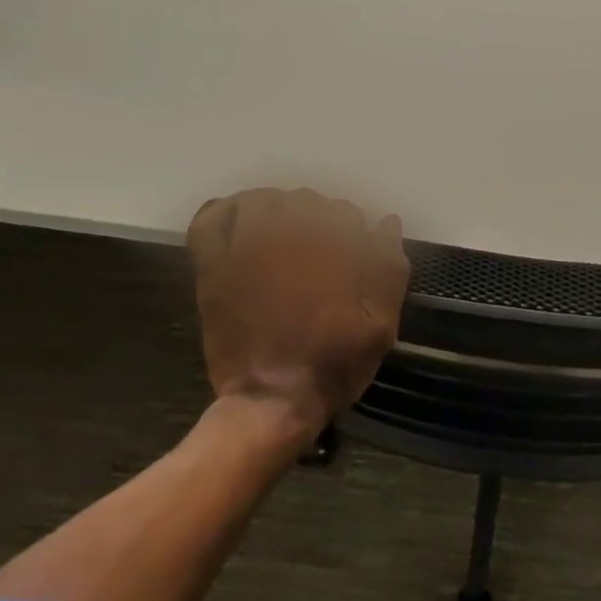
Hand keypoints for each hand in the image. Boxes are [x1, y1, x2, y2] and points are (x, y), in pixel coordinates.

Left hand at [186, 189, 409, 441]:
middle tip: (322, 253)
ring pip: (262, 201)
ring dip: (278, 210)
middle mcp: (286, 234)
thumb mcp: (381, 322)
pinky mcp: (214, 265)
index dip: (354, 232)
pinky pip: (211, 220)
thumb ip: (389, 267)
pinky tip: (240, 224)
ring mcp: (244, 246)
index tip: (355, 255)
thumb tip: (387, 222)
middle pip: (305, 202)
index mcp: (329, 245)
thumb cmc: (334, 362)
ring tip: (286, 234)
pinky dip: (226, 212)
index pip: (345, 213)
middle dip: (319, 220)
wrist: (273, 399)